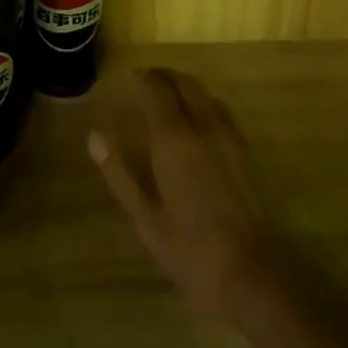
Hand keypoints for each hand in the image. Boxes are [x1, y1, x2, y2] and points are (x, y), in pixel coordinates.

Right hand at [88, 67, 292, 319]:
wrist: (252, 271)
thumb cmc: (190, 248)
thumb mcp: (146, 217)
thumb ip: (119, 173)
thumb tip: (95, 137)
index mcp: (173, 137)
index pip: (156, 88)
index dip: (141, 77)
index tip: (128, 76)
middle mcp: (202, 124)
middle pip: (183, 82)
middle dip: (163, 76)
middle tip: (145, 82)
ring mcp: (227, 134)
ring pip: (203, 92)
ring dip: (184, 85)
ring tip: (168, 97)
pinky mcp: (244, 148)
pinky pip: (219, 108)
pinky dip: (202, 101)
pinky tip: (196, 121)